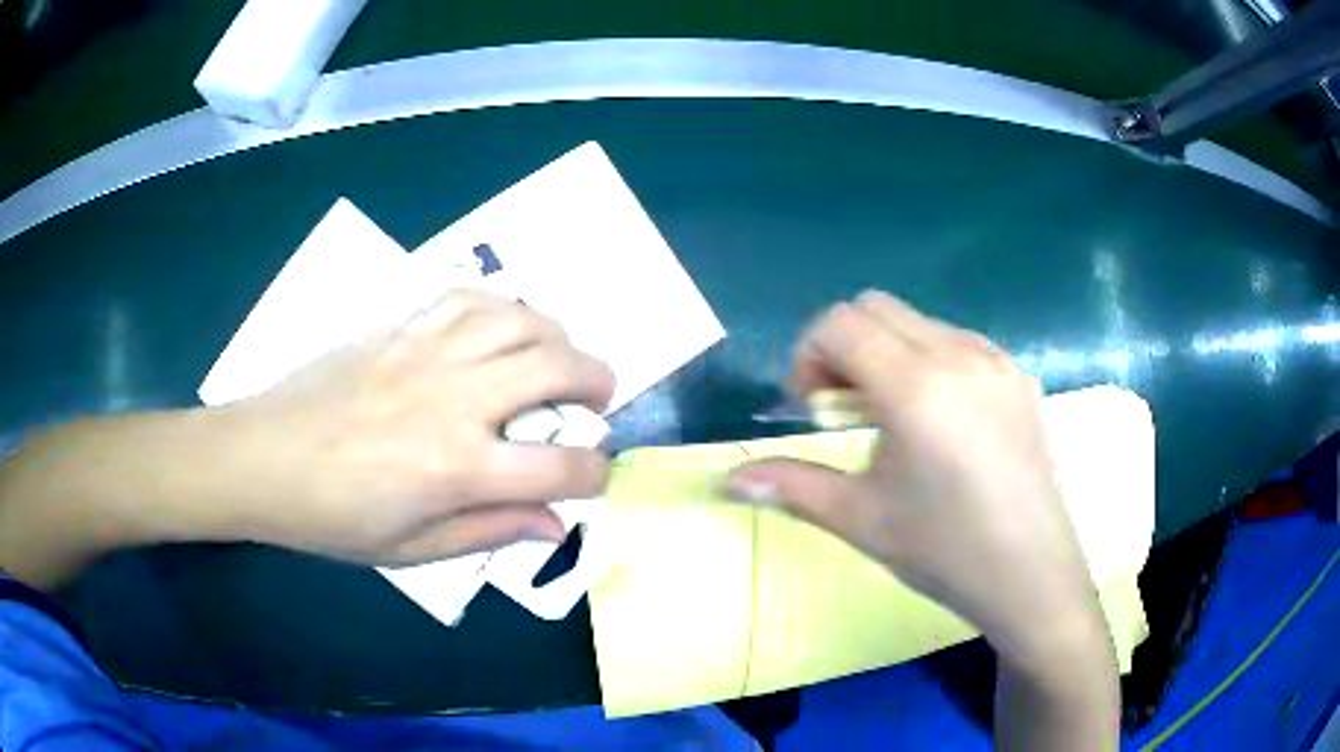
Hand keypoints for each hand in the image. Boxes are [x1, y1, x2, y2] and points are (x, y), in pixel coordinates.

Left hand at [216, 289, 615, 565]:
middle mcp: (453, 399)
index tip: (595, 476)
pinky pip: (467, 298)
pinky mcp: (400, 327)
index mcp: (456, 467)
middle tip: (599, 399)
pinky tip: (502, 327)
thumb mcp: (411, 550)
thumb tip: (555, 525)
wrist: (263, 458)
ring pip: (520, 319)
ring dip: (557, 336)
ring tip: (558, 357)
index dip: (596, 472)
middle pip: (555, 368)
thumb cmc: (332, 518)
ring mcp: (426, 352)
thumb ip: (489, 531)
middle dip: (597, 382)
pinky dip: (502, 307)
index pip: (561, 466)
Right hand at [725, 291, 1104, 665]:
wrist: (1031, 574)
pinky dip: (929, 360)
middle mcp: (959, 354)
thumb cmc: (943, 550)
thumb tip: (728, 481)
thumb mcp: (859, 519)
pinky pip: (959, 341)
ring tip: (893, 416)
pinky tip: (940, 420)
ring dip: (887, 352)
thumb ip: (790, 486)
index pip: (839, 322)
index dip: (807, 355)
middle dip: (843, 346)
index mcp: (915, 386)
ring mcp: (996, 360)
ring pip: (919, 322)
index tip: (810, 407)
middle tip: (843, 407)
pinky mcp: (1019, 375)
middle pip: (876, 307)